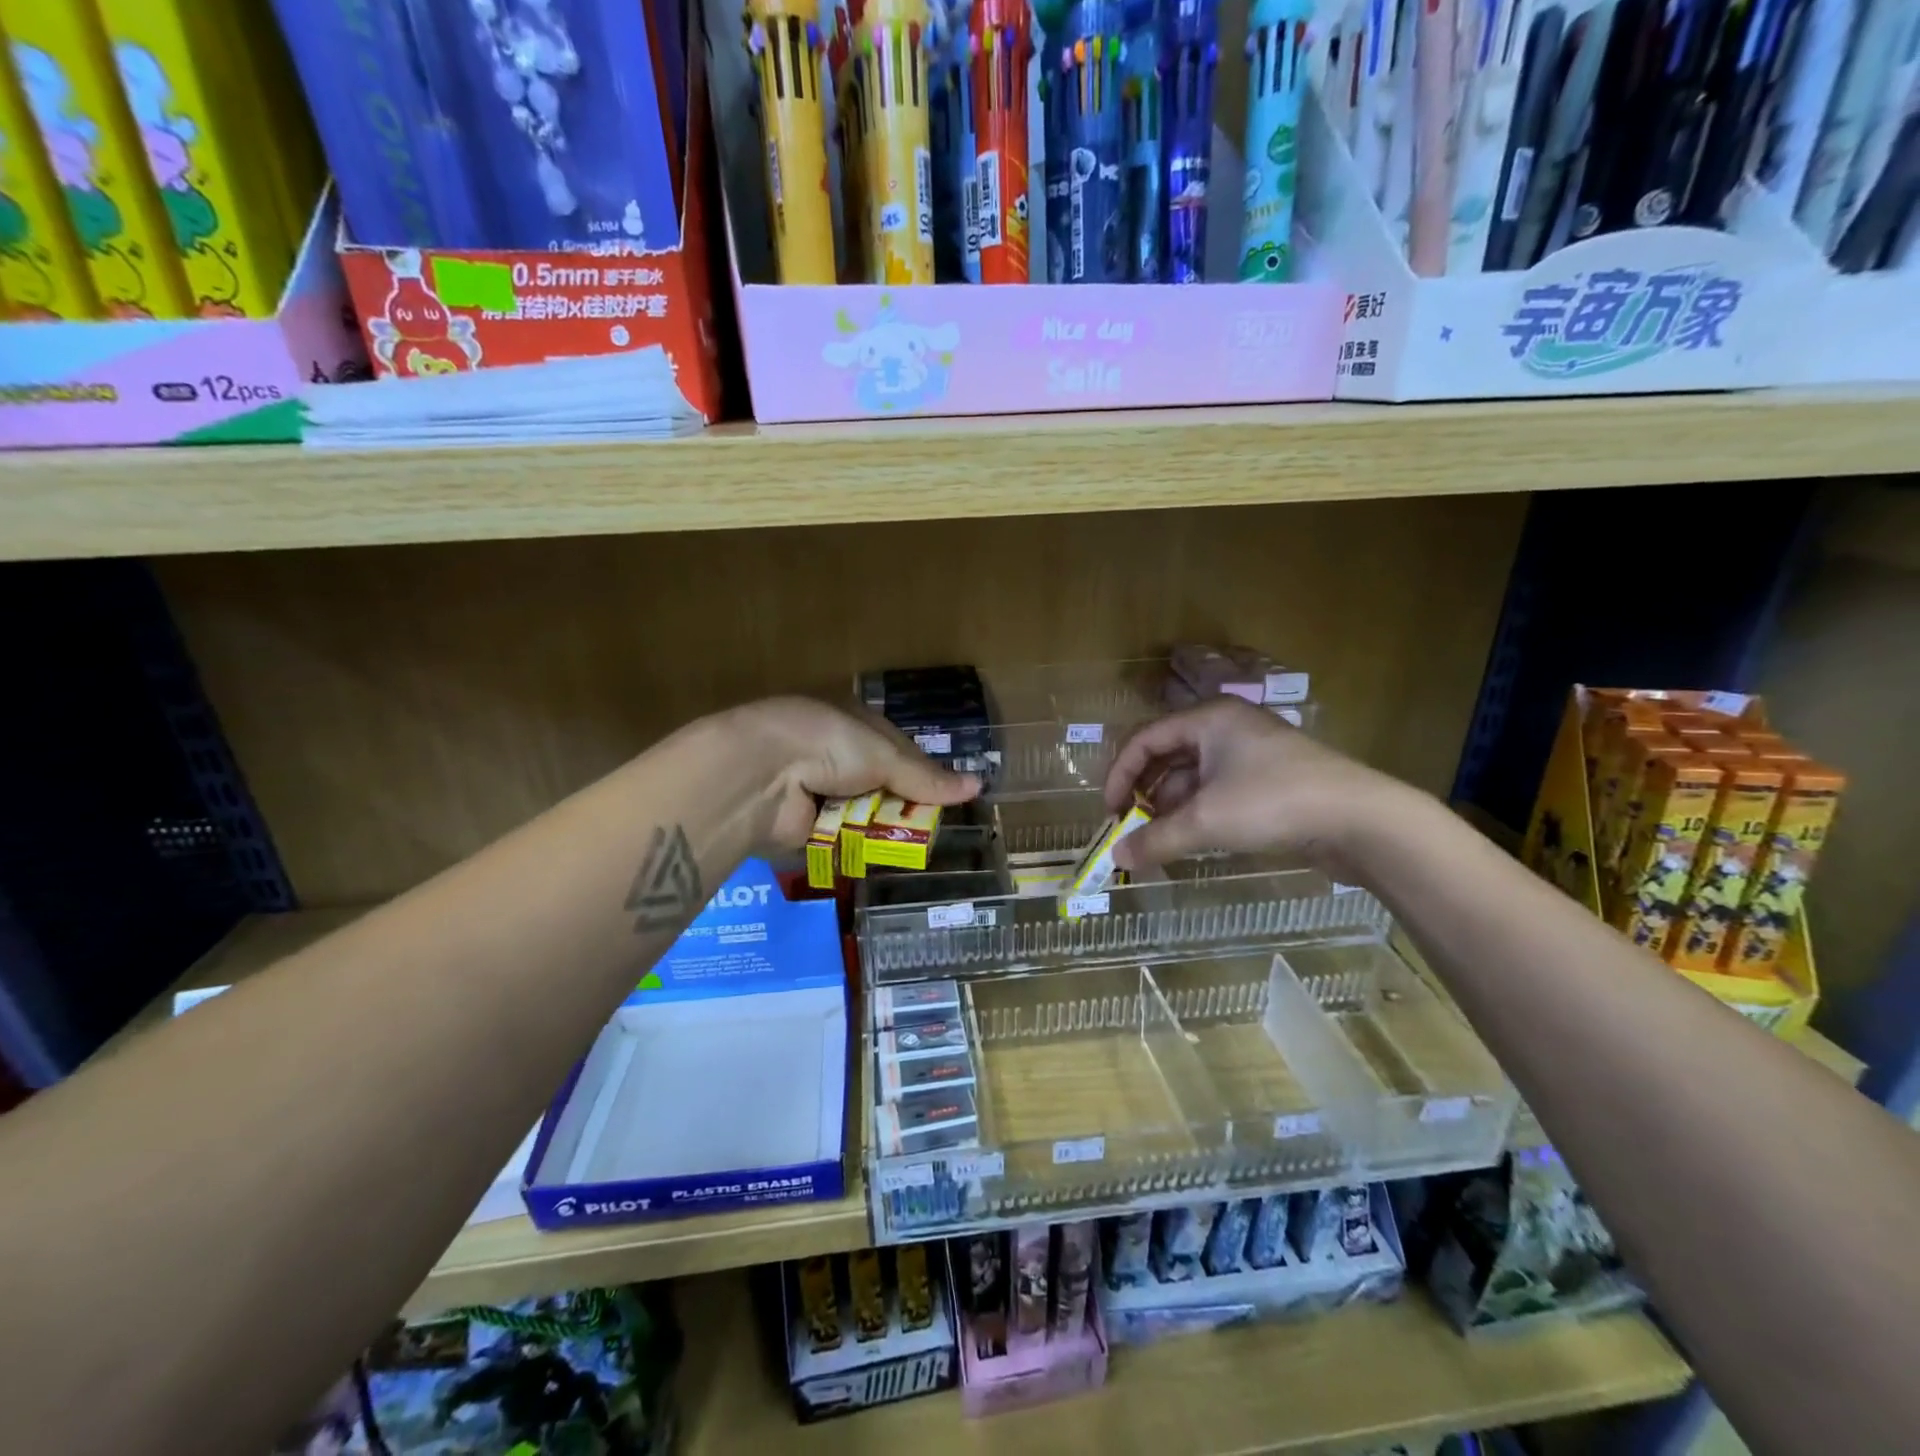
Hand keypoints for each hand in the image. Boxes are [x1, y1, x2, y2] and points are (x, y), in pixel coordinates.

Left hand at [729, 697, 978, 849]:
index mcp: (850, 720)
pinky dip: (860, 845)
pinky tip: (885, 858)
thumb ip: (926, 778)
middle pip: (881, 782)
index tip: (950, 794)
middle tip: (938, 827)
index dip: (924, 771)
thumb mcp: (884, 755)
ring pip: (862, 812)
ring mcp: (816, 788)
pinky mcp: (804, 824)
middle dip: (905, 803)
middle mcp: (833, 751)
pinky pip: (841, 837)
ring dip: (883, 827)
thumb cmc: (829, 744)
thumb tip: (978, 786)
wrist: (763, 775)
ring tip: (920, 848)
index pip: (897, 748)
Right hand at [1103, 697, 1413, 875]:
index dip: (1120, 775)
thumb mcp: (1206, 821)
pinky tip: (1193, 840)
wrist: (1361, 820)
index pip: (1144, 739)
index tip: (1111, 812)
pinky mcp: (1269, 780)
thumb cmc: (1274, 803)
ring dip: (1172, 808)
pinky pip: (1218, 791)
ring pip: (1193, 776)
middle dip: (1146, 794)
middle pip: (1167, 756)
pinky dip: (1199, 813)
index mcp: (1208, 719)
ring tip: (1162, 842)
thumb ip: (1157, 839)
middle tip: (1132, 828)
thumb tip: (1116, 858)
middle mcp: (1227, 728)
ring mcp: (1251, 753)